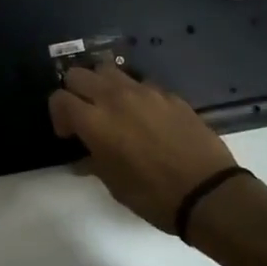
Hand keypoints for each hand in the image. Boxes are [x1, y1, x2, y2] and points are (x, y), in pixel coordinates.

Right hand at [49, 64, 238, 231]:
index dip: (58, 115)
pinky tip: (144, 117)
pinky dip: (133, 94)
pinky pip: (140, 83)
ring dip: (102, 85)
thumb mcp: (114, 185)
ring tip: (112, 108)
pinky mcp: (168, 94)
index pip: (59, 98)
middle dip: (74, 92)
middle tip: (85, 115)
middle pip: (78, 74)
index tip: (69, 134)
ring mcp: (144, 92)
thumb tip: (82, 157)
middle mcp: (114, 98)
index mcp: (95, 121)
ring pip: (108, 70)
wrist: (208, 192)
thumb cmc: (153, 195)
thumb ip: (92, 162)